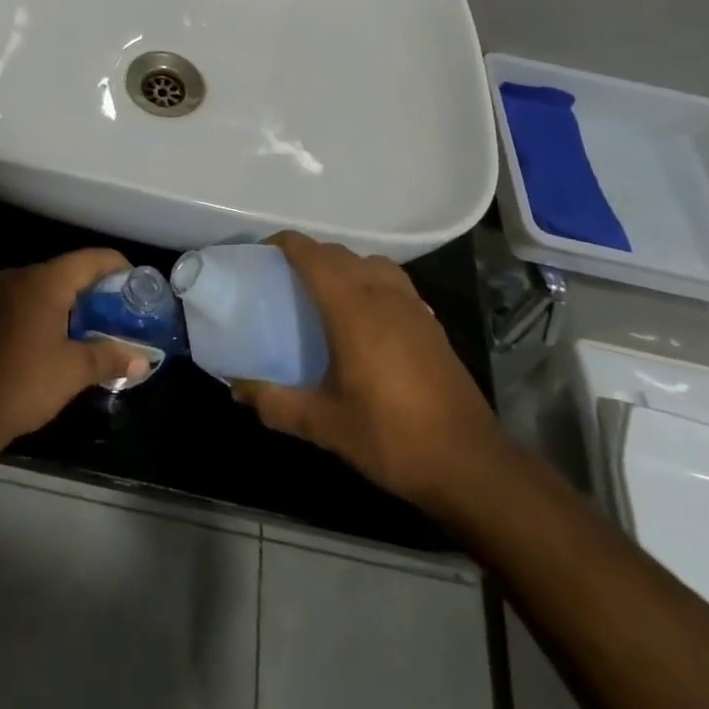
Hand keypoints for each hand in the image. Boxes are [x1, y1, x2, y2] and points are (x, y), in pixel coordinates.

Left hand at [0, 249, 151, 452]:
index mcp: (44, 281)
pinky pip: (29, 299)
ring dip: (73, 300)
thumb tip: (143, 361)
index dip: (118, 267)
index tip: (138, 285)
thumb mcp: (74, 371)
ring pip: (47, 285)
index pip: (90, 259)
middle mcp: (21, 276)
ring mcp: (0, 293)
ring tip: (98, 324)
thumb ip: (110, 357)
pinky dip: (51, 309)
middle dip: (97, 287)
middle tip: (122, 309)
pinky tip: (63, 335)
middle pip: (68, 269)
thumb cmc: (25, 383)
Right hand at [232, 232, 510, 515]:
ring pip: (370, 263)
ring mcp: (412, 306)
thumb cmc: (392, 437)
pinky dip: (371, 282)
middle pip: (339, 254)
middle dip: (309, 256)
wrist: (470, 464)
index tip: (260, 253)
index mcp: (352, 307)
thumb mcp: (325, 425)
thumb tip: (238, 389)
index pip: (312, 254)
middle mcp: (382, 294)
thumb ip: (277, 403)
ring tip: (325, 293)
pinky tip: (365, 318)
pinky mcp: (431, 324)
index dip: (284, 244)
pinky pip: (393, 283)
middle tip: (282, 279)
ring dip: (344, 266)